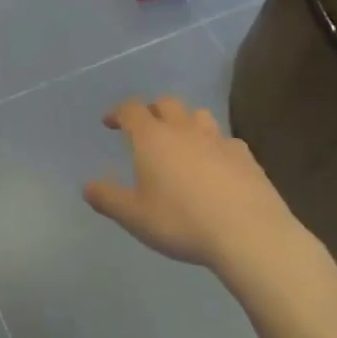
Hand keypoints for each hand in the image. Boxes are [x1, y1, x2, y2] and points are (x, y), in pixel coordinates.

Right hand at [83, 95, 295, 276]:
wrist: (248, 233)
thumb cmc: (181, 221)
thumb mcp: (134, 216)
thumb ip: (107, 198)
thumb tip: (87, 186)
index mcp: (153, 138)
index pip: (131, 109)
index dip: (118, 112)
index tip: (110, 122)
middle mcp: (184, 130)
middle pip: (166, 104)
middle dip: (151, 111)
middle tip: (144, 128)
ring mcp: (219, 140)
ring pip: (198, 115)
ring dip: (185, 121)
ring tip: (180, 141)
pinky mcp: (246, 157)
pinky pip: (225, 140)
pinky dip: (214, 145)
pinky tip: (215, 164)